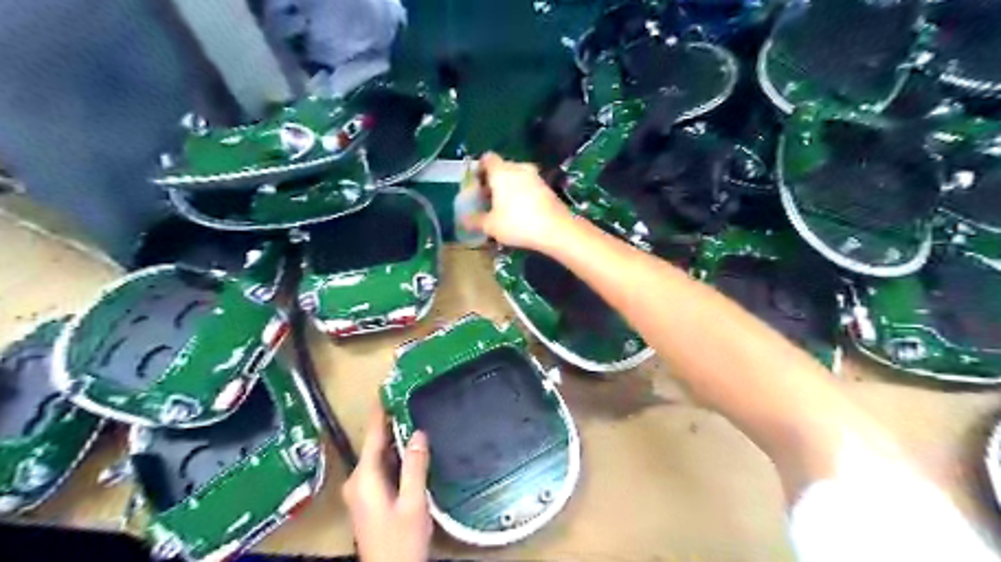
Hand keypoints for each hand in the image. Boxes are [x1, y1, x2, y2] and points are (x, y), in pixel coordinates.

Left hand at [343, 403, 431, 561]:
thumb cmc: (401, 540)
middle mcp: (357, 481)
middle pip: (374, 445)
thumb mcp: (412, 502)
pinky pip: (380, 468)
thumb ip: (415, 466)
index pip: (372, 436)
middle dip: (389, 423)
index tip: (386, 389)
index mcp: (365, 478)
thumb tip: (418, 433)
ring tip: (411, 418)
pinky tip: (408, 450)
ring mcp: (360, 491)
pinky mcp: (367, 498)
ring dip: (393, 440)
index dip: (379, 412)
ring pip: (378, 456)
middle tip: (408, 400)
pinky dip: (393, 455)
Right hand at [461, 151, 569, 250]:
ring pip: (516, 177)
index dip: (480, 169)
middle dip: (493, 181)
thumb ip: (475, 220)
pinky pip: (529, 186)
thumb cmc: (518, 223)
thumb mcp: (491, 226)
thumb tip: (463, 220)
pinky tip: (521, 212)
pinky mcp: (547, 187)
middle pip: (502, 167)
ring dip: (509, 187)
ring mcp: (535, 176)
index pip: (487, 158)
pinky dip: (522, 194)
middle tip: (488, 199)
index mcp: (501, 171)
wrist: (556, 229)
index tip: (476, 185)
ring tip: (504, 207)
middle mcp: (518, 168)